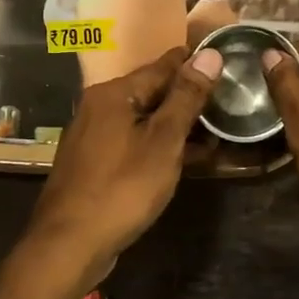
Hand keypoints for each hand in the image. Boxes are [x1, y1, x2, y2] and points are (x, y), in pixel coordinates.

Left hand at [24, 46, 223, 286]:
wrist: (70, 244)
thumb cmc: (122, 188)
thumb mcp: (164, 141)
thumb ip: (187, 97)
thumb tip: (210, 54)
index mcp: (114, 93)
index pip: (164, 65)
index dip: (197, 65)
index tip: (228, 64)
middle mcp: (99, 106)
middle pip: (152, 91)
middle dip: (188, 97)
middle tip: (229, 102)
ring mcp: (93, 136)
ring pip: (144, 119)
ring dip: (177, 125)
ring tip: (216, 132)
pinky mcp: (94, 163)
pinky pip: (133, 142)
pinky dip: (158, 145)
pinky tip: (184, 158)